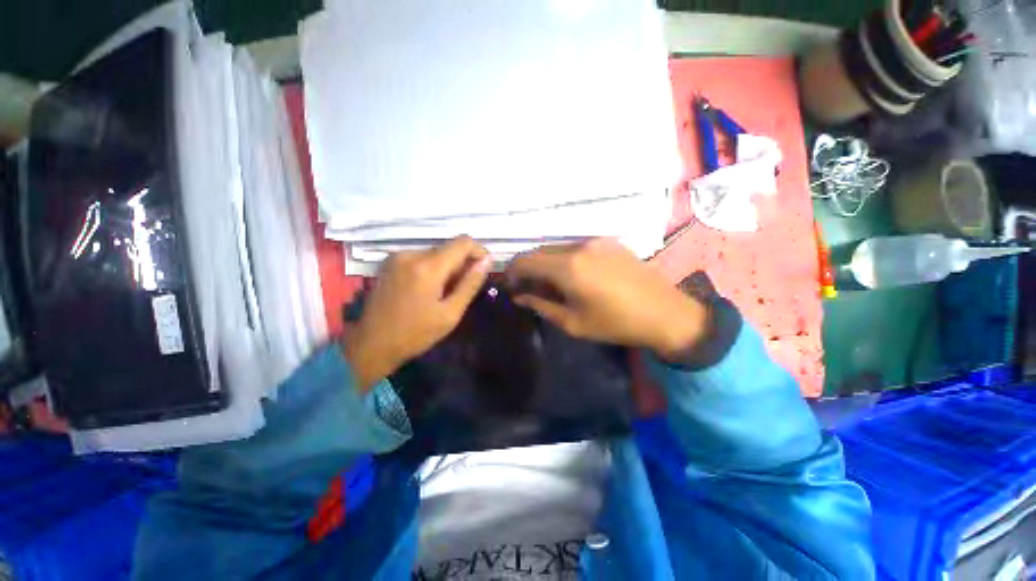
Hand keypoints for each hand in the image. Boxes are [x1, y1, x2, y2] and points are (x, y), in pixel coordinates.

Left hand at [345, 236, 490, 391]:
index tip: (484, 268)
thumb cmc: (415, 334)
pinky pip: (420, 258)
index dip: (478, 252)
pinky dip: (431, 268)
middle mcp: (411, 254)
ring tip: (444, 292)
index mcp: (428, 267)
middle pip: (448, 247)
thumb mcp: (450, 313)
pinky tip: (427, 289)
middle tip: (462, 289)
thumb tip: (487, 260)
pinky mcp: (389, 262)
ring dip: (446, 267)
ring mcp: (397, 257)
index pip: (463, 242)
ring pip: (435, 253)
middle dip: (461, 263)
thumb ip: (470, 284)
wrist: (371, 344)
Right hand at [505, 238, 708, 361]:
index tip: (510, 285)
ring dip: (547, 263)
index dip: (512, 271)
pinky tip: (574, 276)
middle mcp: (578, 246)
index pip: (525, 259)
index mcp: (567, 267)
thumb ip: (540, 305)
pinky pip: (576, 247)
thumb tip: (519, 296)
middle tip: (528, 288)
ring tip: (551, 284)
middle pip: (540, 251)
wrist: (665, 313)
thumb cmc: (615, 323)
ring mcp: (596, 241)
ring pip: (558, 248)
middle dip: (529, 268)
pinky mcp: (609, 242)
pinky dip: (565, 259)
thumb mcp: (572, 322)